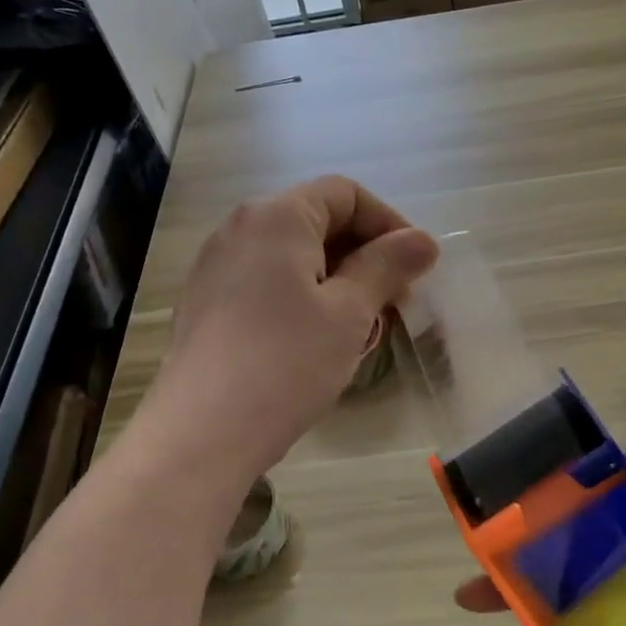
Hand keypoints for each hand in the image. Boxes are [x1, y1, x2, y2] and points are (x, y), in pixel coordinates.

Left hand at [147, 176, 437, 483]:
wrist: (202, 432)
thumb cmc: (286, 362)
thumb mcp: (349, 313)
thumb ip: (386, 267)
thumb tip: (423, 241)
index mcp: (277, 217)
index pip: (344, 193)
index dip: (388, 223)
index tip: (415, 266)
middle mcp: (239, 228)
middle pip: (315, 221)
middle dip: (363, 254)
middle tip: (394, 301)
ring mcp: (216, 266)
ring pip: (291, 256)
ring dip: (334, 279)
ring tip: (359, 325)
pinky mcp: (205, 304)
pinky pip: (265, 282)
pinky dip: (300, 297)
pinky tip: (314, 341)